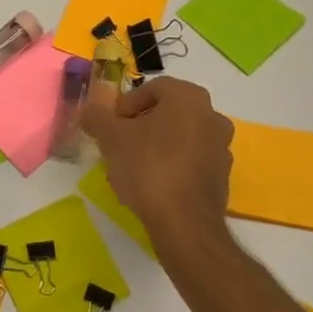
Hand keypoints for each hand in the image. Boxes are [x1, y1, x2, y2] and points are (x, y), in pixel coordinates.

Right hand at [81, 76, 233, 253]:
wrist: (184, 223)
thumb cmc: (147, 167)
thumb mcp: (110, 138)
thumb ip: (96, 117)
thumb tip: (89, 111)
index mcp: (188, 97)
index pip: (152, 88)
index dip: (127, 104)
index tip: (111, 125)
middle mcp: (212, 115)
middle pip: (168, 112)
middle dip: (141, 124)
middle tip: (120, 143)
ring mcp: (222, 147)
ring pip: (181, 136)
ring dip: (157, 144)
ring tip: (134, 166)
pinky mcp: (223, 176)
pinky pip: (192, 160)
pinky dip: (173, 164)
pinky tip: (154, 184)